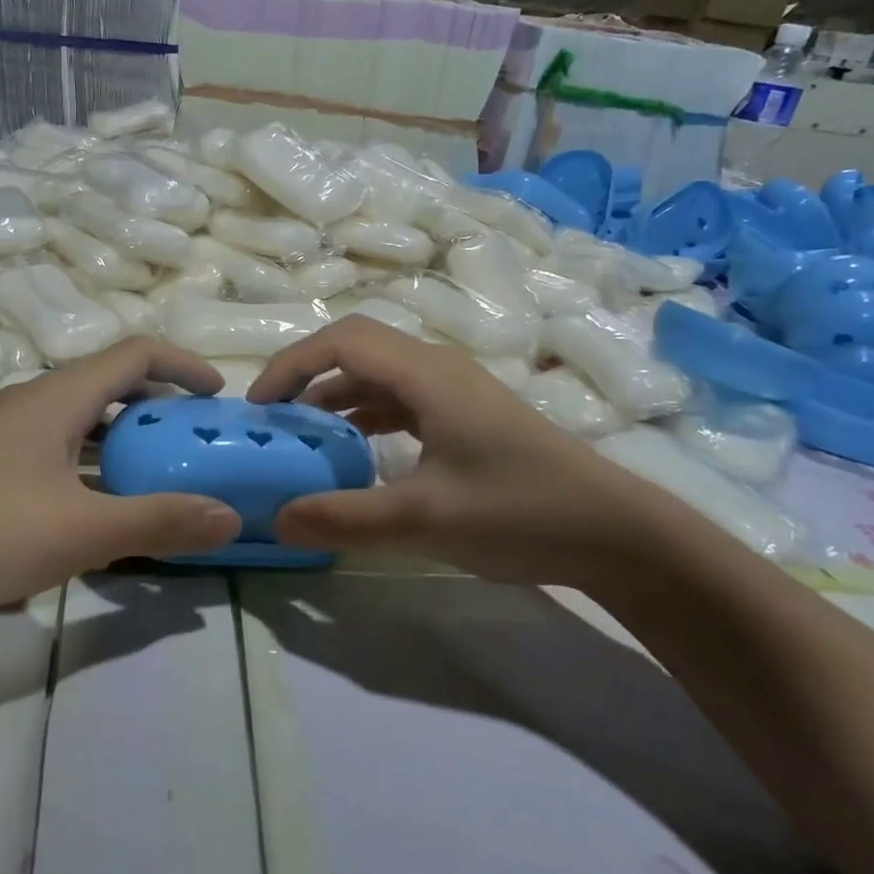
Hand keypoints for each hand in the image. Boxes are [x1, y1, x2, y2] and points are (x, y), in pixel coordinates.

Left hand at [0, 338, 242, 611]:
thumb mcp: (79, 531)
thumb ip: (157, 521)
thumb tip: (231, 517)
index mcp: (59, 397)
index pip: (136, 353)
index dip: (184, 366)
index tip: (218, 397)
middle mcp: (33, 401)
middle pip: (110, 384)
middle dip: (160, 407)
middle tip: (193, 444)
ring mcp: (4, 432)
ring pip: (81, 420)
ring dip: (124, 438)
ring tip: (154, 476)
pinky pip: (55, 447)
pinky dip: (90, 462)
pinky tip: (91, 507)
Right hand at [247, 317, 684, 588]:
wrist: (614, 532)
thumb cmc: (520, 512)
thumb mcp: (424, 520)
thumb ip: (345, 518)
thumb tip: (277, 519)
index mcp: (427, 375)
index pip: (342, 341)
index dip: (292, 364)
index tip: (259, 406)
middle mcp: (438, 369)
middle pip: (357, 348)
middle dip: (307, 375)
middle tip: (274, 418)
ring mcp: (455, 391)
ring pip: (378, 375)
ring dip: (335, 396)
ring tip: (303, 435)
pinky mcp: (466, 415)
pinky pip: (401, 400)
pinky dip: (366, 415)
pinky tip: (355, 451)